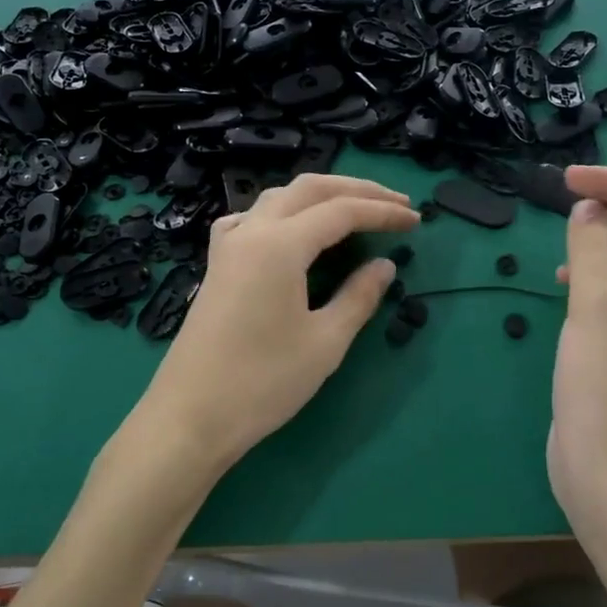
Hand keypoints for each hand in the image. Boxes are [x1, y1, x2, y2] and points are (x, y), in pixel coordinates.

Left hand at [131, 174, 417, 484]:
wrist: (190, 417)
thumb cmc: (263, 382)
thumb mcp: (325, 342)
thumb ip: (359, 297)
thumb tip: (384, 266)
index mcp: (280, 244)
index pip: (341, 211)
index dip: (382, 213)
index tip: (415, 221)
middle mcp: (251, 231)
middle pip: (309, 190)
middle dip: (356, 190)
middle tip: (395, 205)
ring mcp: (228, 246)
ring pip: (278, 198)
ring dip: (320, 197)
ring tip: (354, 210)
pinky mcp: (217, 265)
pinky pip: (253, 219)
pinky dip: (284, 214)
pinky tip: (292, 233)